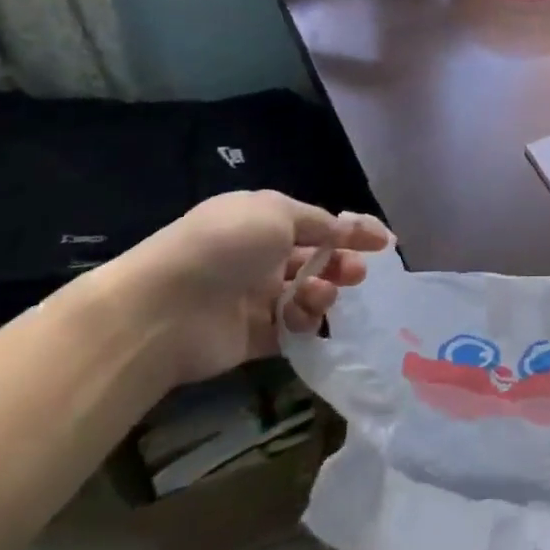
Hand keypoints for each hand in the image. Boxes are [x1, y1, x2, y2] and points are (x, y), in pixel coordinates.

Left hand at [96, 190, 391, 385]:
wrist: (164, 310)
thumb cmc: (224, 246)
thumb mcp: (276, 212)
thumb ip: (317, 222)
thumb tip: (341, 231)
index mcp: (263, 222)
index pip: (318, 225)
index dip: (353, 232)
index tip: (385, 243)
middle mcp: (259, 258)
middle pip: (315, 261)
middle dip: (341, 264)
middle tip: (356, 275)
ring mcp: (253, 298)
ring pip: (306, 294)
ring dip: (323, 294)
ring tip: (322, 297)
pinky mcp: (250, 337)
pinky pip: (290, 330)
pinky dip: (304, 326)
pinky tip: (306, 323)